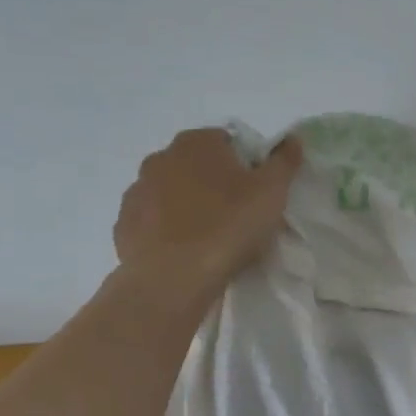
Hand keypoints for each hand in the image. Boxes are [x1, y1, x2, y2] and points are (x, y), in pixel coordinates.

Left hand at [113, 128, 301, 282]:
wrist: (173, 278)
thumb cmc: (229, 225)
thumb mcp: (272, 191)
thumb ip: (284, 160)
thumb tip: (292, 138)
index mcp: (197, 143)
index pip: (228, 141)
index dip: (247, 164)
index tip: (258, 191)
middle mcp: (160, 158)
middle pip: (198, 165)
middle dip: (216, 183)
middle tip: (238, 213)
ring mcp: (136, 192)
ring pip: (172, 192)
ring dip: (190, 205)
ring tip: (211, 236)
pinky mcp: (123, 225)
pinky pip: (153, 221)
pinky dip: (168, 229)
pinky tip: (186, 250)